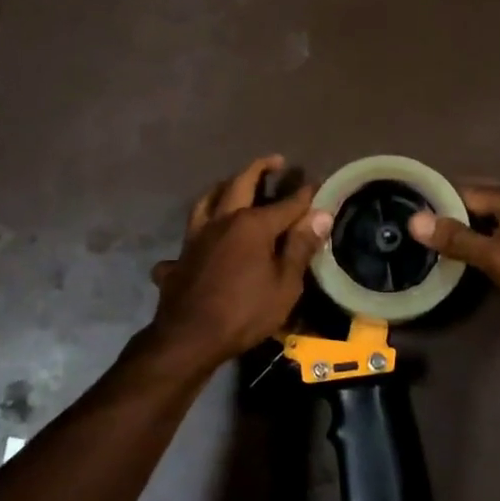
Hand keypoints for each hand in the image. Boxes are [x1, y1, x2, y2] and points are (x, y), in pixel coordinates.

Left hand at [148, 155, 332, 368]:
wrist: (189, 338)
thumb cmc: (245, 313)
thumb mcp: (285, 285)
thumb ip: (300, 247)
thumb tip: (320, 214)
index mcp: (252, 224)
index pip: (286, 203)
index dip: (304, 193)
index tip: (316, 182)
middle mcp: (222, 221)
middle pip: (240, 184)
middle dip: (259, 169)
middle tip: (274, 161)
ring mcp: (195, 237)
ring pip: (206, 201)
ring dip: (222, 187)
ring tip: (232, 184)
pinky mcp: (179, 257)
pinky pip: (187, 239)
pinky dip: (196, 236)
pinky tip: (200, 243)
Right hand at [407, 183, 499, 319]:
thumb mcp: (499, 258)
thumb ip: (458, 240)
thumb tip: (415, 220)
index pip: (463, 190)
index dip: (435, 201)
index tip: (407, 214)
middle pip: (478, 201)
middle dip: (451, 213)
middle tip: (420, 232)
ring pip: (492, 218)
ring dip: (469, 229)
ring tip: (438, 244)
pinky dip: (487, 240)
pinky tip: (473, 256)